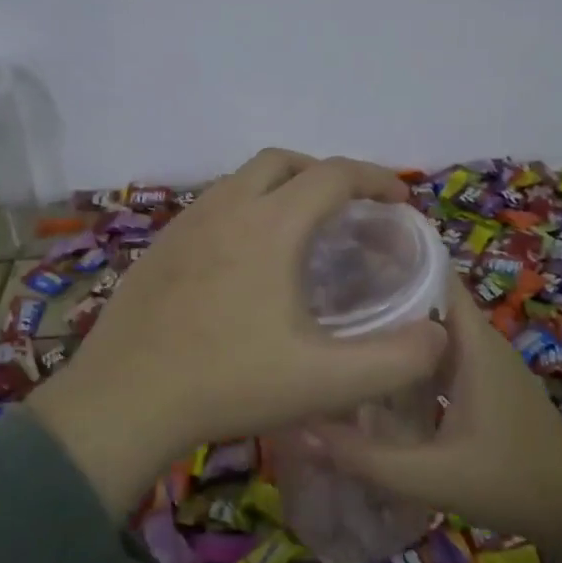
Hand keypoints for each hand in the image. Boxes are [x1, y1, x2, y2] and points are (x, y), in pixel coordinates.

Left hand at [27, 149, 449, 512]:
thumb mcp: (325, 382)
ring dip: (281, 188)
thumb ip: (394, 360)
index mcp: (270, 226)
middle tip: (350, 210)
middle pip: (284, 161)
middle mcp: (226, 208)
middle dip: (325, 173)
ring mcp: (185, 224)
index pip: (334, 175)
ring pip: (242, 180)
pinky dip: (244, 210)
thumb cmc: (227, 383)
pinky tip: (246, 259)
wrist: (123, 401)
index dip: (375, 179)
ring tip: (302, 231)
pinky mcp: (159, 247)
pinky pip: (213, 206)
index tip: (399, 202)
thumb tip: (438, 335)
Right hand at [316, 275, 561, 562]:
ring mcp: (483, 362)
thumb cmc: (511, 481)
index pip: (433, 272)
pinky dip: (407, 353)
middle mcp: (478, 340)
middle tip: (322, 291)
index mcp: (472, 341)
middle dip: (379, 289)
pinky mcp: (483, 383)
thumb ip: (365, 458)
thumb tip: (301, 430)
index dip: (392, 256)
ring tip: (336, 324)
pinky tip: (373, 370)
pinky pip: (438, 352)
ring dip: (392, 324)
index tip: (343, 251)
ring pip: (430, 327)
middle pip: (425, 296)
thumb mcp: (432, 476)